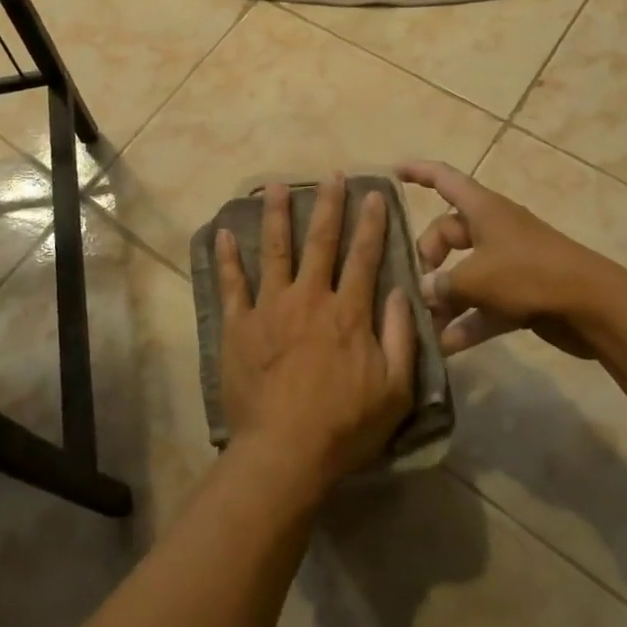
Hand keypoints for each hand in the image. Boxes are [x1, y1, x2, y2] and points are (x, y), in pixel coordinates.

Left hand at [216, 174, 416, 492]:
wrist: (284, 452)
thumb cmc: (345, 426)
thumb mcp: (395, 390)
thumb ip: (401, 337)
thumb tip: (403, 291)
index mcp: (348, 312)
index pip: (364, 257)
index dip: (371, 223)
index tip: (373, 194)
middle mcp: (309, 298)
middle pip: (321, 241)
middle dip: (328, 205)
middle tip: (331, 175)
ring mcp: (270, 307)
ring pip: (275, 250)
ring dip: (277, 215)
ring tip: (277, 185)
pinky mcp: (238, 324)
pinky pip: (231, 283)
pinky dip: (227, 257)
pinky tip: (223, 232)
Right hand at [397, 160, 626, 358]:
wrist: (595, 308)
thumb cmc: (530, 275)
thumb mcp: (476, 278)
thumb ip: (443, 284)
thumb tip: (423, 291)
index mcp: (482, 209)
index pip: (443, 178)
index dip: (416, 172)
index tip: (390, 173)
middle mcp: (493, 229)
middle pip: (447, 233)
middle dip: (427, 258)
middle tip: (415, 286)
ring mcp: (508, 262)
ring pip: (464, 273)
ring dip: (445, 298)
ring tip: (422, 324)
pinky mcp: (521, 294)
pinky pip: (484, 304)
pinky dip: (467, 322)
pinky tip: (447, 347)